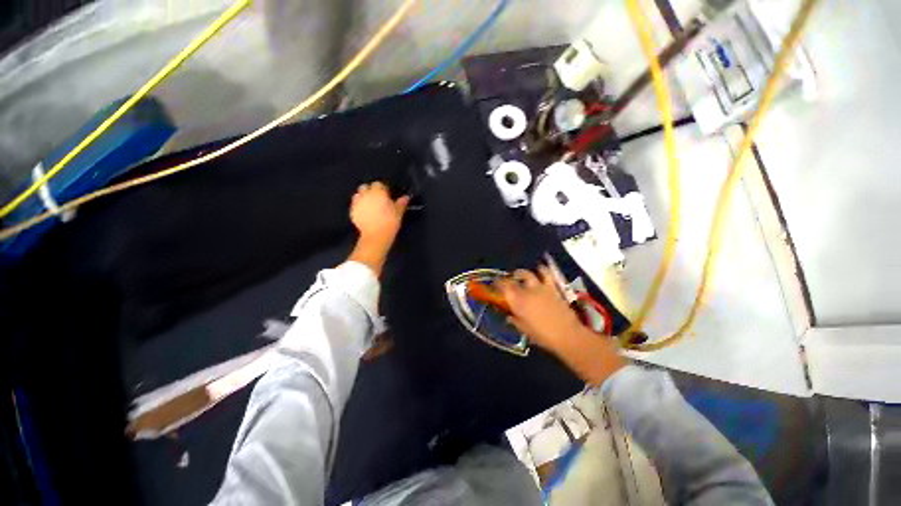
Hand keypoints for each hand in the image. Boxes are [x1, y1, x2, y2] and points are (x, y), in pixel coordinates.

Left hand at [350, 182, 409, 245]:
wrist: (376, 236)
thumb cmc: (389, 222)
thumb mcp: (398, 212)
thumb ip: (401, 203)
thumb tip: (406, 197)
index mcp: (378, 192)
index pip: (378, 184)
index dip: (383, 188)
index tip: (387, 195)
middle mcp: (365, 195)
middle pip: (365, 187)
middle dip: (370, 191)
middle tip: (377, 199)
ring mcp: (357, 203)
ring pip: (358, 195)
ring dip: (363, 197)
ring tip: (370, 205)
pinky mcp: (352, 212)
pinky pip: (355, 205)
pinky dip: (359, 207)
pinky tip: (365, 213)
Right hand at [497, 267, 583, 354]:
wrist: (567, 334)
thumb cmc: (543, 335)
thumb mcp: (524, 330)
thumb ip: (515, 320)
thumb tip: (509, 316)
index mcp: (517, 302)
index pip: (503, 287)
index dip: (497, 283)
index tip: (495, 284)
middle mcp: (526, 292)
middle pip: (512, 279)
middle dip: (507, 279)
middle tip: (507, 282)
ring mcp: (539, 288)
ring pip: (527, 273)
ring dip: (521, 273)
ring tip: (520, 275)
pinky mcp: (552, 287)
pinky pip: (546, 273)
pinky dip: (541, 270)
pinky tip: (539, 270)